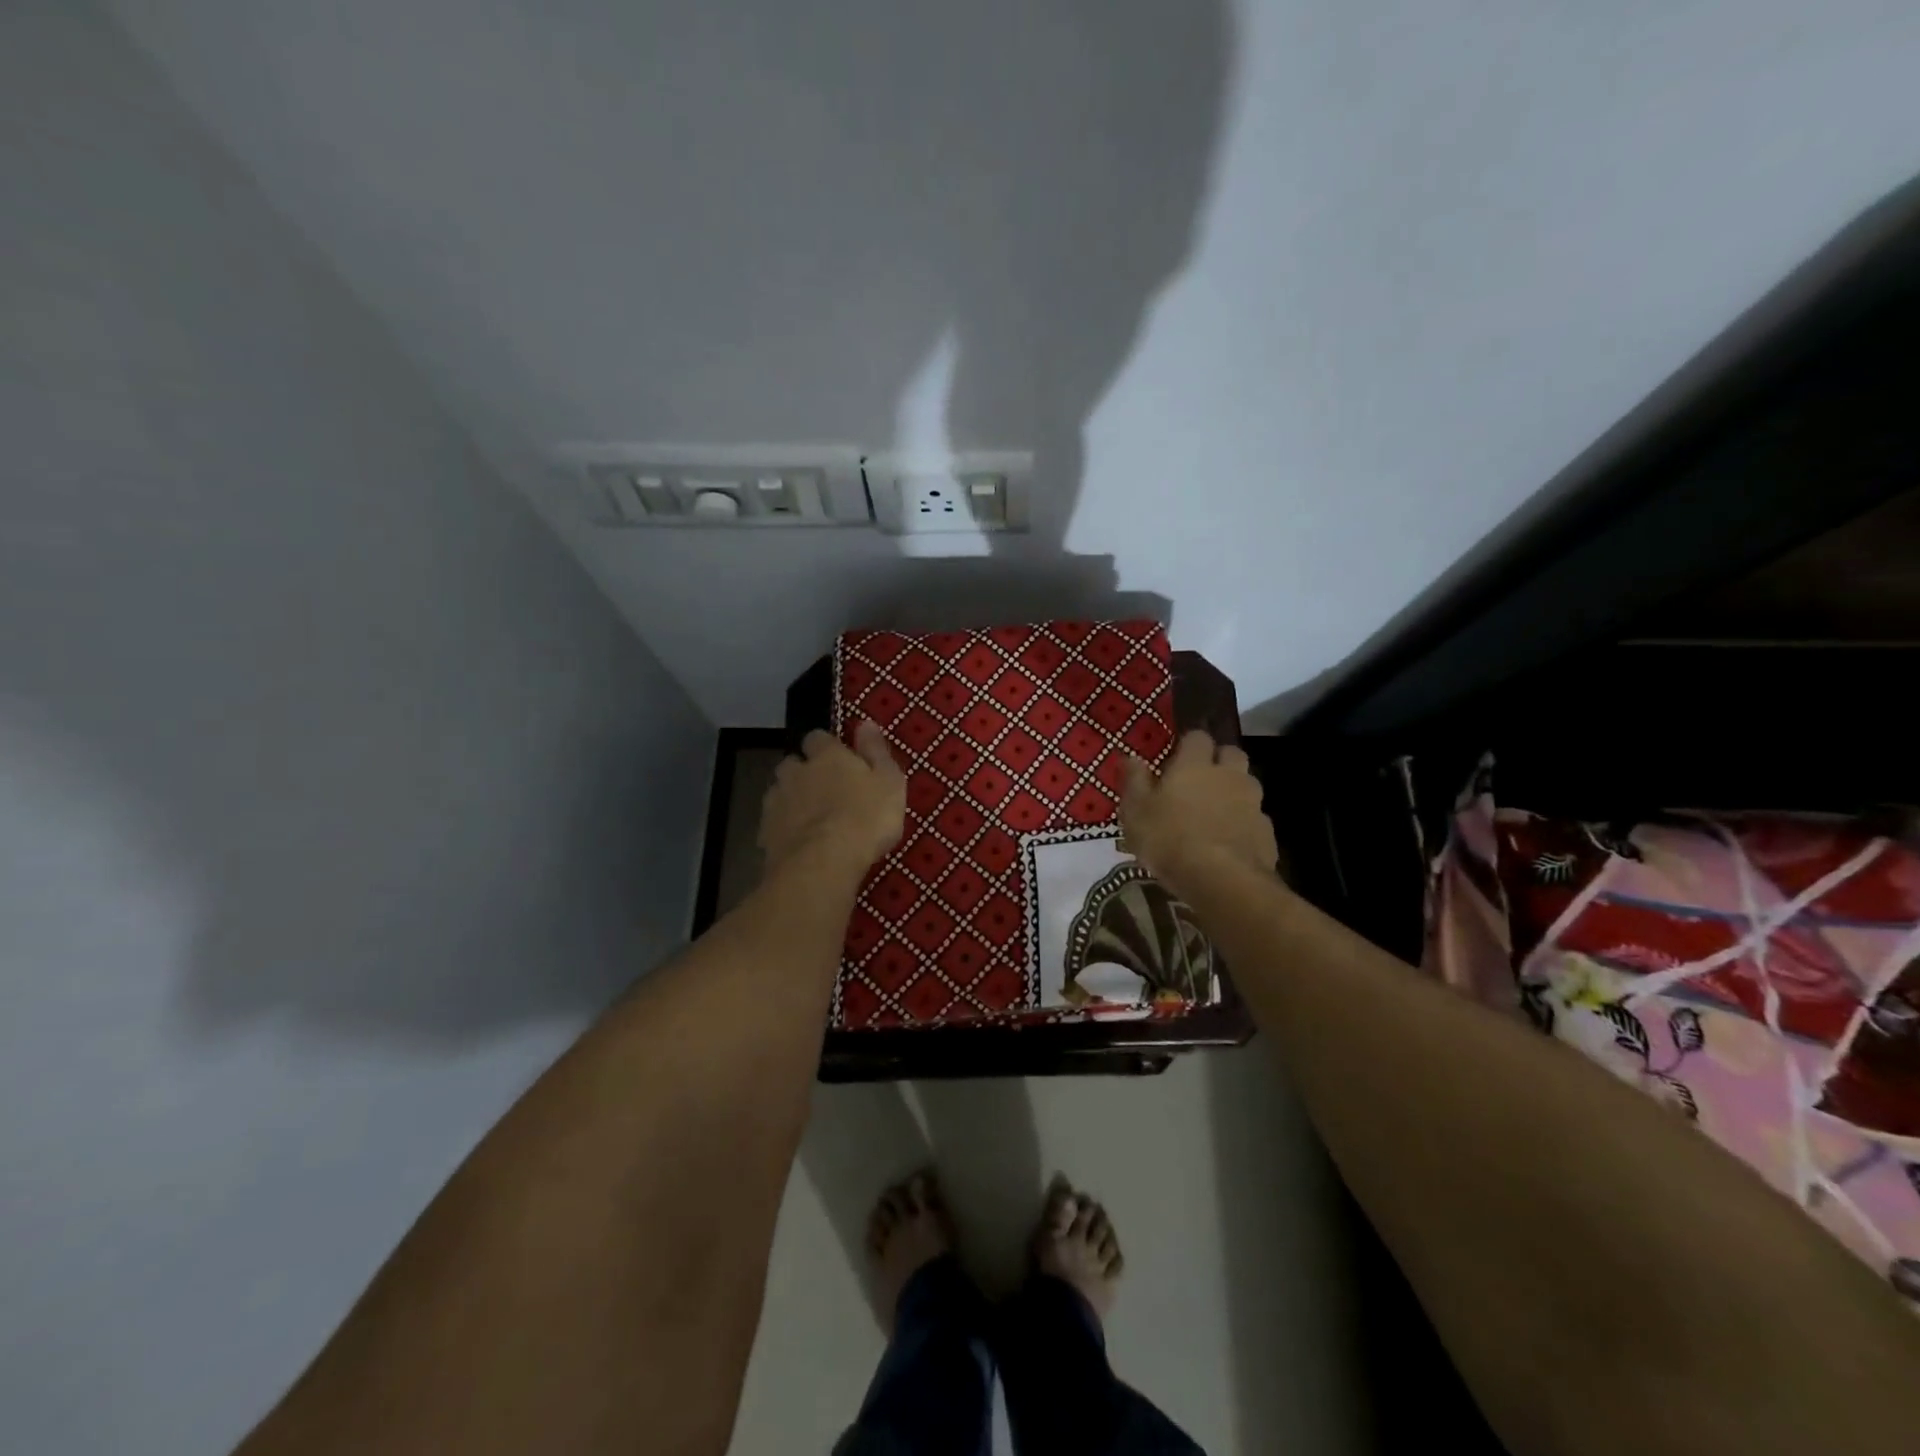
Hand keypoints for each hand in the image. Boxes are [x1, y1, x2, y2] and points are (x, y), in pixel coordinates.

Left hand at [758, 721, 906, 876]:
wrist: (823, 863)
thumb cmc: (866, 818)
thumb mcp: (888, 782)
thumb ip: (876, 751)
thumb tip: (866, 723)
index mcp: (826, 756)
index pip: (818, 738)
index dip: (826, 747)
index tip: (839, 759)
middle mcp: (796, 772)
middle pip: (792, 763)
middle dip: (803, 772)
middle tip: (823, 790)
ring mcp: (776, 802)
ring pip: (779, 792)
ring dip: (791, 799)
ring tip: (810, 819)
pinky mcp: (765, 833)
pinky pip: (774, 823)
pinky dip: (784, 828)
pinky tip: (798, 843)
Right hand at [1120, 730, 1277, 898]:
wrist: (1222, 881)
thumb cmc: (1169, 840)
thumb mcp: (1136, 812)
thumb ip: (1135, 781)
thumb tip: (1130, 756)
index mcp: (1195, 765)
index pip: (1198, 737)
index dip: (1188, 745)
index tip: (1176, 759)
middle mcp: (1228, 776)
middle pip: (1232, 753)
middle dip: (1219, 761)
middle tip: (1199, 781)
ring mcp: (1253, 803)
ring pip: (1247, 785)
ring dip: (1234, 792)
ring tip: (1214, 814)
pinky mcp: (1267, 832)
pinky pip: (1255, 818)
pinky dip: (1243, 824)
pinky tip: (1228, 842)